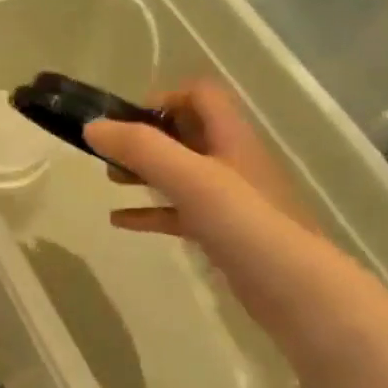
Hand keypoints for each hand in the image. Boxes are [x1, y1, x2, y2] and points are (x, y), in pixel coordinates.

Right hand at [84, 80, 381, 343]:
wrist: (296, 291)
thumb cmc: (244, 223)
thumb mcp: (189, 178)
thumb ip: (141, 149)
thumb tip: (91, 126)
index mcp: (230, 138)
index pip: (200, 96)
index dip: (163, 99)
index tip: (126, 122)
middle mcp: (231, 161)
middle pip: (185, 133)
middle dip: (144, 138)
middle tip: (110, 154)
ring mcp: (228, 200)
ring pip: (179, 173)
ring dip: (144, 172)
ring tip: (110, 180)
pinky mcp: (222, 232)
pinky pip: (179, 212)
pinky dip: (149, 212)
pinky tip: (120, 221)